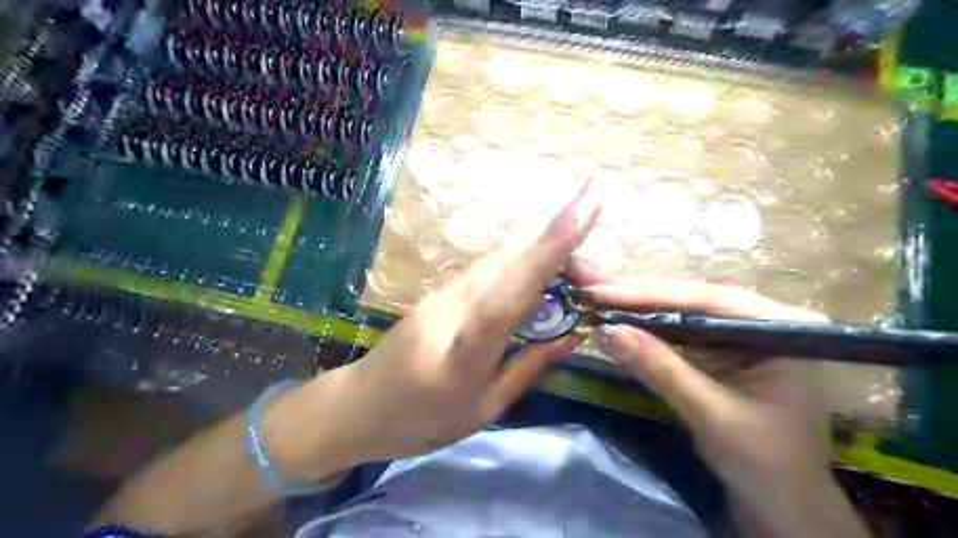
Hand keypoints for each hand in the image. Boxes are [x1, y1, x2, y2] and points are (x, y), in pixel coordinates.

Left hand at [266, 183, 595, 474]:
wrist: (358, 405)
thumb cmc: (422, 421)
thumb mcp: (484, 410)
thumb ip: (528, 367)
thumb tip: (572, 334)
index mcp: (463, 353)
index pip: (509, 293)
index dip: (548, 251)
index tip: (583, 209)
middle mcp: (450, 309)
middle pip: (507, 261)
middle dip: (555, 237)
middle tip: (592, 221)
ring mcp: (440, 293)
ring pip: (497, 258)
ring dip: (538, 246)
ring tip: (576, 245)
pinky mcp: (438, 289)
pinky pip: (486, 267)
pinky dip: (518, 259)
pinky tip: (538, 261)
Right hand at [576, 276, 868, 536]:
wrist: (780, 503)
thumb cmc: (765, 463)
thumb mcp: (712, 414)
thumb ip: (662, 369)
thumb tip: (606, 331)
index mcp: (781, 328)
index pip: (708, 300)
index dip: (651, 294)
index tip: (603, 290)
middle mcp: (758, 320)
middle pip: (689, 298)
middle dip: (635, 292)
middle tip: (588, 281)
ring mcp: (734, 333)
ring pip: (676, 309)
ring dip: (633, 303)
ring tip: (592, 290)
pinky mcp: (714, 348)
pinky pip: (672, 330)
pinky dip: (641, 324)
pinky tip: (613, 313)